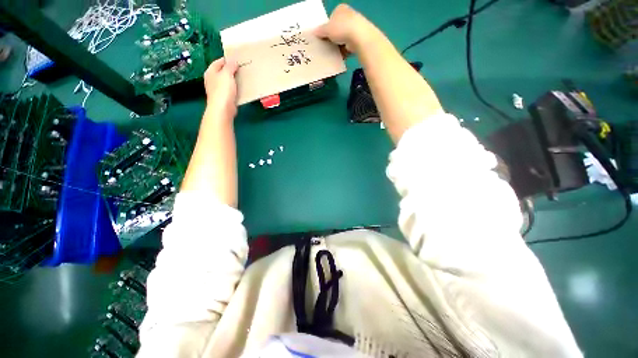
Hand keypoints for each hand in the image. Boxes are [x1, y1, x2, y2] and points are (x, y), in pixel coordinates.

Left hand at [204, 57, 238, 118]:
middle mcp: (212, 80)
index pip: (218, 62)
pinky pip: (230, 91)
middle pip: (222, 72)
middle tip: (241, 70)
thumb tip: (233, 61)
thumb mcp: (227, 74)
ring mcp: (217, 90)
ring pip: (226, 82)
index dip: (227, 60)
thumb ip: (230, 66)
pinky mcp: (223, 98)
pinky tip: (241, 90)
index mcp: (210, 72)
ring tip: (243, 79)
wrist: (223, 109)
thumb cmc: (223, 90)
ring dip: (234, 80)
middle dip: (231, 71)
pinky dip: (235, 89)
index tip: (237, 60)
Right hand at [315, 4, 371, 54]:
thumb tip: (314, 32)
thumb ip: (320, 31)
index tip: (323, 36)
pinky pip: (349, 46)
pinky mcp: (359, 39)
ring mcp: (356, 27)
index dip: (327, 27)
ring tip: (332, 52)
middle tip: (327, 45)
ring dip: (338, 46)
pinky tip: (340, 56)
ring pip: (343, 38)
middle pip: (338, 29)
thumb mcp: (326, 29)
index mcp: (341, 9)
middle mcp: (349, 15)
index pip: (331, 18)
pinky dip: (344, 51)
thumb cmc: (341, 28)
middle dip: (333, 38)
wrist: (359, 37)